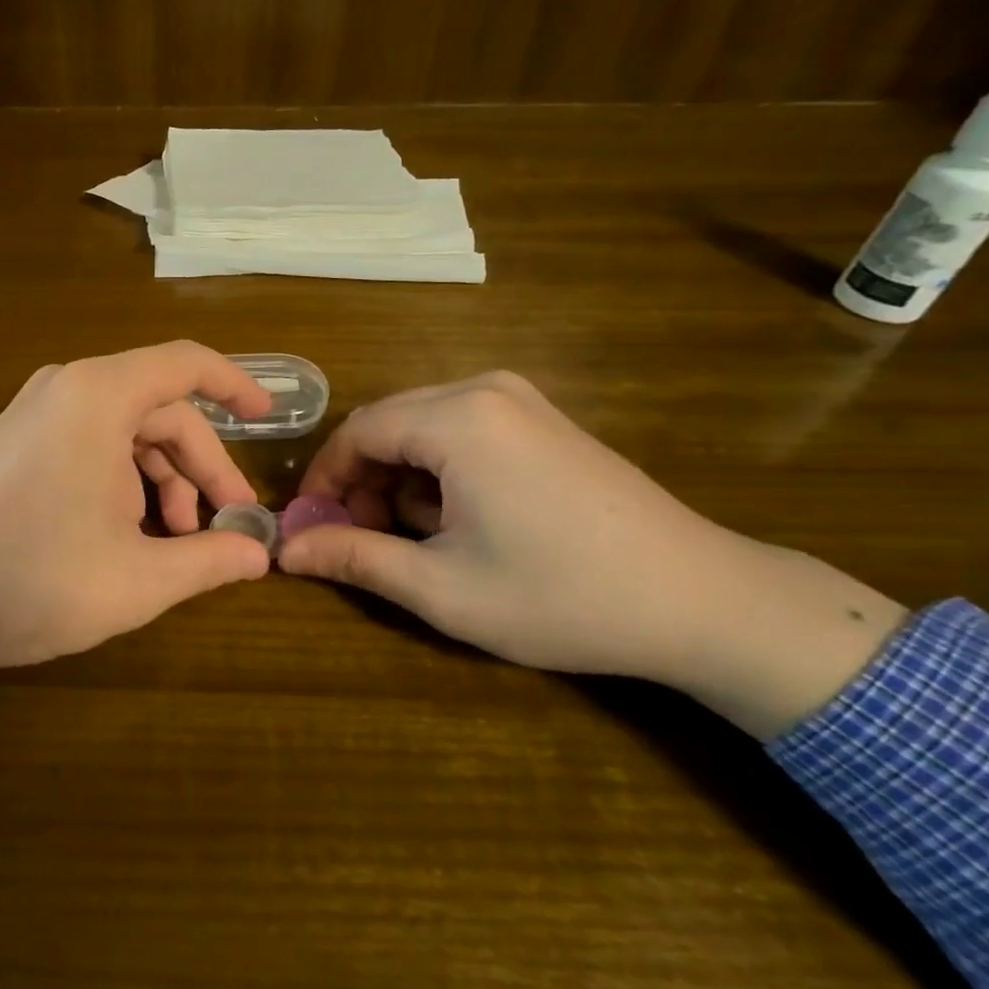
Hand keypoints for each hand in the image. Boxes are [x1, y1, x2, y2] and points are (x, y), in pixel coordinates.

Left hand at [0, 342, 273, 713]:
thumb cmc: (32, 580)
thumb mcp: (138, 578)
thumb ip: (208, 558)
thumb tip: (258, 555)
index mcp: (99, 396)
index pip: (186, 364)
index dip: (236, 385)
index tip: (270, 417)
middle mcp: (67, 388)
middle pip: (160, 409)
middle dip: (201, 465)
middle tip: (227, 523)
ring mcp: (37, 414)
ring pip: (127, 431)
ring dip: (162, 480)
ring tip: (175, 542)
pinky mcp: (19, 442)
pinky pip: (92, 443)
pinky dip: (124, 481)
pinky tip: (130, 534)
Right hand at [276, 372, 908, 738]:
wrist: (703, 600)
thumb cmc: (561, 596)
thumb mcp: (442, 587)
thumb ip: (355, 559)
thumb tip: (285, 552)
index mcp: (457, 418)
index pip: (356, 432)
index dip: (325, 481)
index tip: (314, 529)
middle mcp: (484, 389)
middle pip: (387, 423)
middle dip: (363, 481)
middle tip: (363, 539)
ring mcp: (520, 398)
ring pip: (421, 426)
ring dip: (401, 478)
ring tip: (418, 537)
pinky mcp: (543, 418)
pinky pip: (461, 429)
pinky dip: (439, 469)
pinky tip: (463, 518)